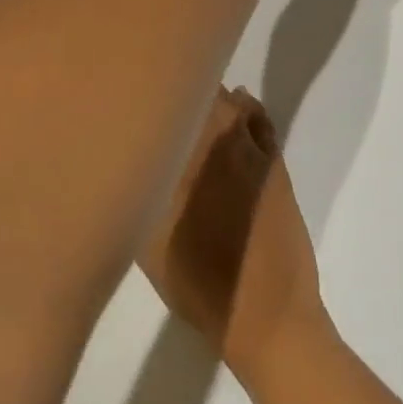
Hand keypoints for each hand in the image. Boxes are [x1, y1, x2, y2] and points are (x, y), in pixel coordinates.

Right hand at [140, 88, 331, 381]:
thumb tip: (125, 154)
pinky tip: (236, 108)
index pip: (171, 103)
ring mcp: (254, 154)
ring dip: (214, 95)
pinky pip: (260, 122)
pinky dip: (247, 109)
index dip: (155, 89)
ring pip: (232, 104)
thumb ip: (138, 190)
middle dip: (183, 87)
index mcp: (185, 160)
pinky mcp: (277, 167)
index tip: (138, 87)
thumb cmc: (197, 285)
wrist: (266, 316)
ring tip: (193, 96)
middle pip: (203, 95)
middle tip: (162, 91)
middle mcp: (221, 145)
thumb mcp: (146, 243)